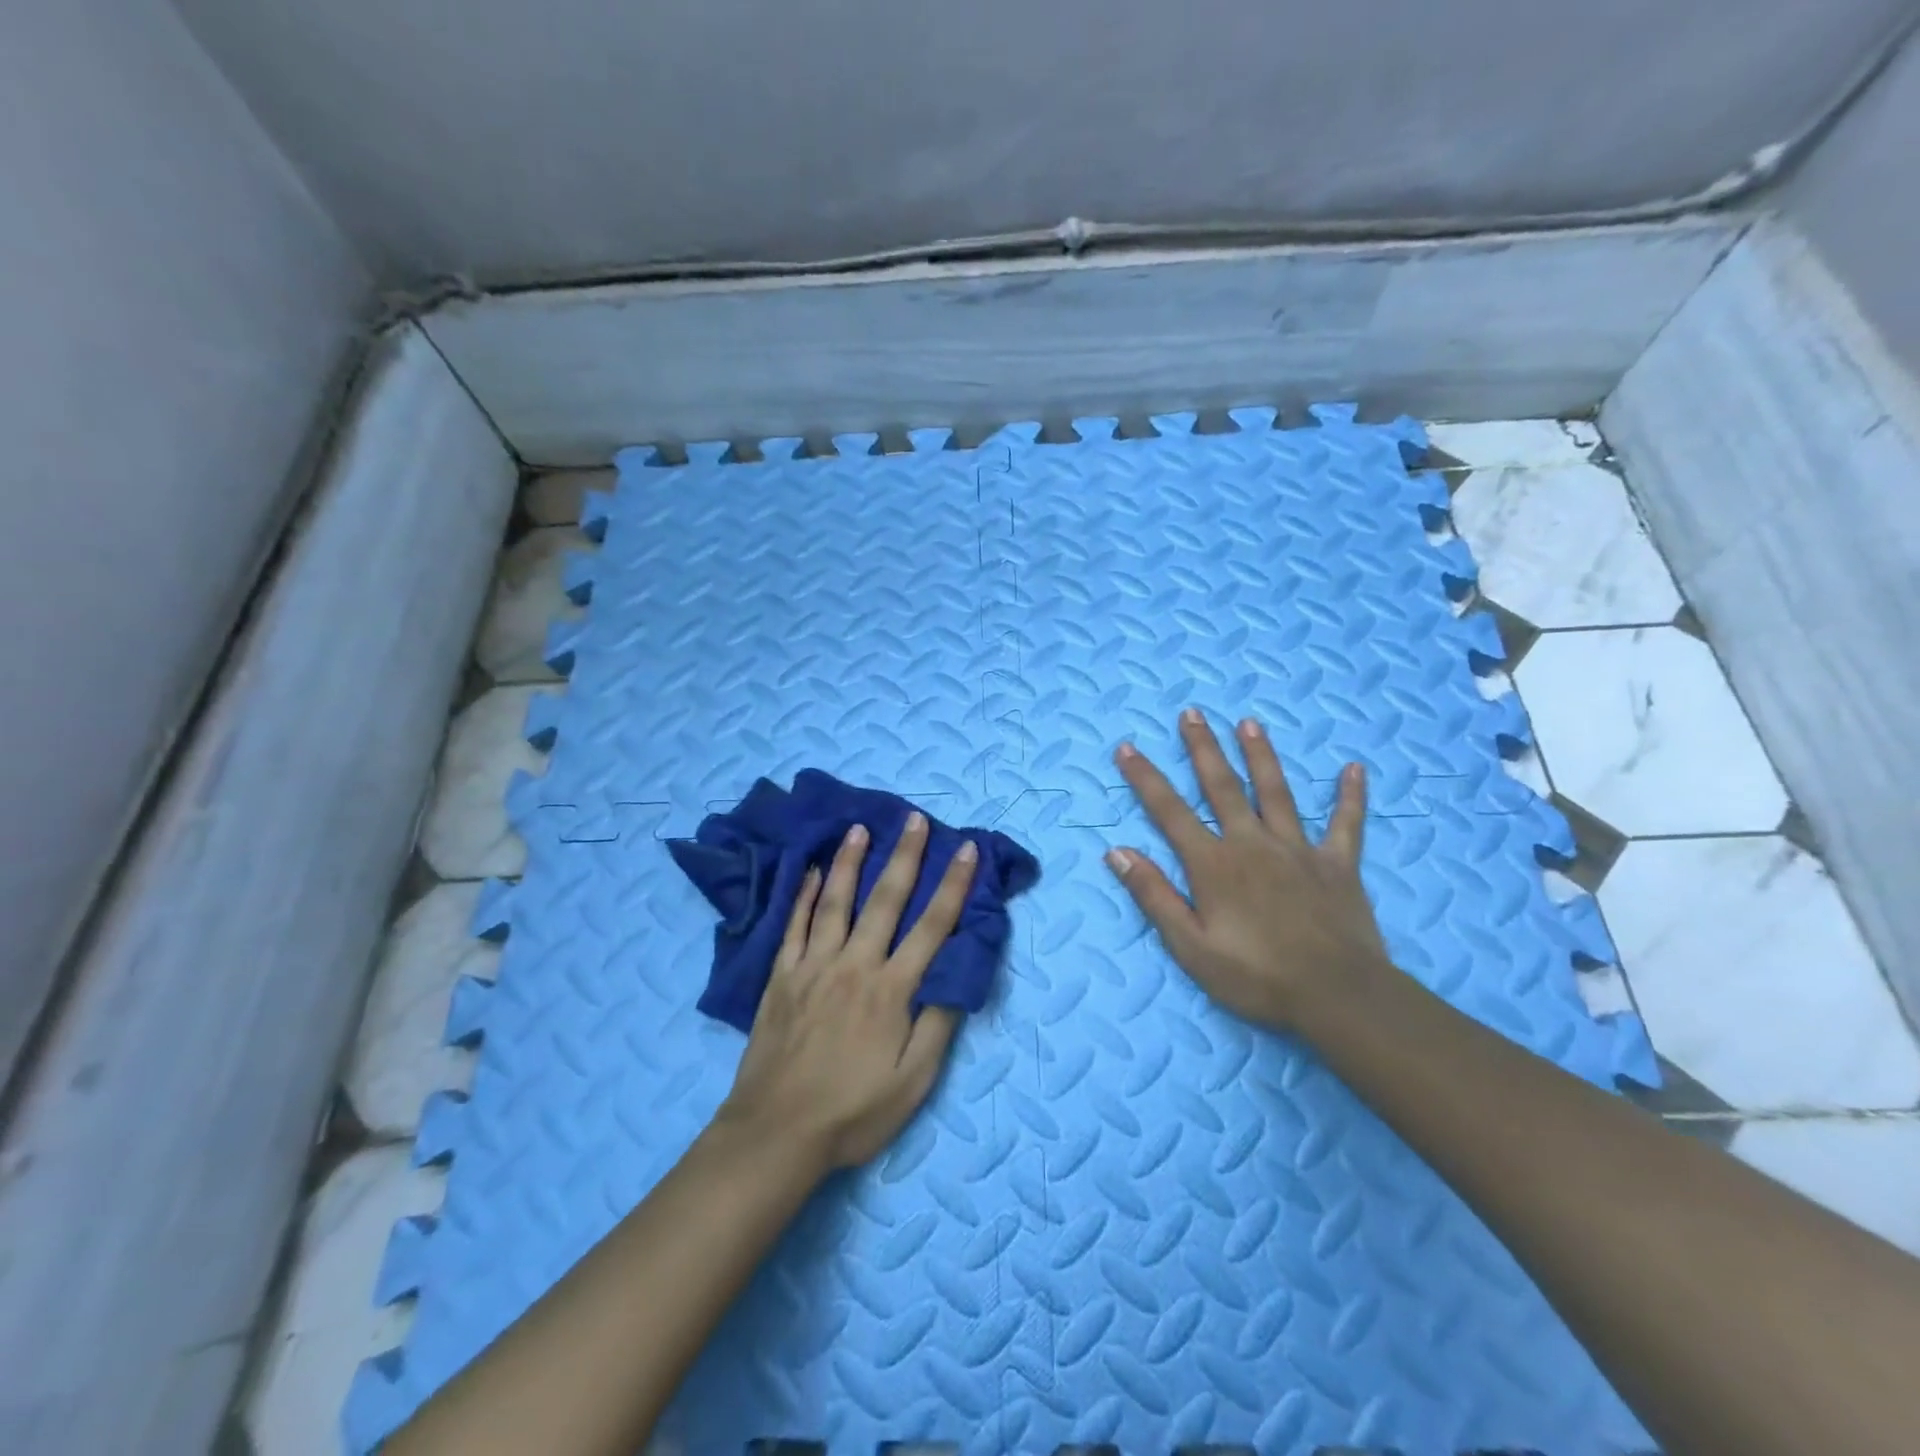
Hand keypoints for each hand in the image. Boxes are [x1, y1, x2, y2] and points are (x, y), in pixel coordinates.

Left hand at [716, 814, 977, 1170]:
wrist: (776, 1132)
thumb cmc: (853, 1111)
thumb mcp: (913, 1082)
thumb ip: (937, 1025)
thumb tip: (957, 975)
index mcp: (891, 989)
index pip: (932, 926)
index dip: (953, 885)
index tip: (965, 849)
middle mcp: (854, 965)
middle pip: (885, 900)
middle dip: (904, 856)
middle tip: (913, 819)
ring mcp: (813, 966)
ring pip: (834, 902)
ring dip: (849, 862)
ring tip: (859, 828)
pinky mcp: (781, 977)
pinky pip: (793, 925)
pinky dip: (802, 895)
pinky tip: (808, 870)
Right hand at [1107, 710, 1393, 1030]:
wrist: (1337, 995)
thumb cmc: (1256, 976)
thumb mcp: (1190, 946)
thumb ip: (1154, 895)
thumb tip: (1117, 851)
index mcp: (1214, 864)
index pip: (1169, 811)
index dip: (1145, 778)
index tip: (1126, 748)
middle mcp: (1252, 843)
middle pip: (1222, 786)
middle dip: (1203, 748)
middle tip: (1192, 713)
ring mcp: (1298, 849)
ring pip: (1276, 792)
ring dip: (1260, 755)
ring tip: (1249, 723)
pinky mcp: (1338, 864)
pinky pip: (1346, 824)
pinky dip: (1350, 796)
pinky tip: (1354, 769)